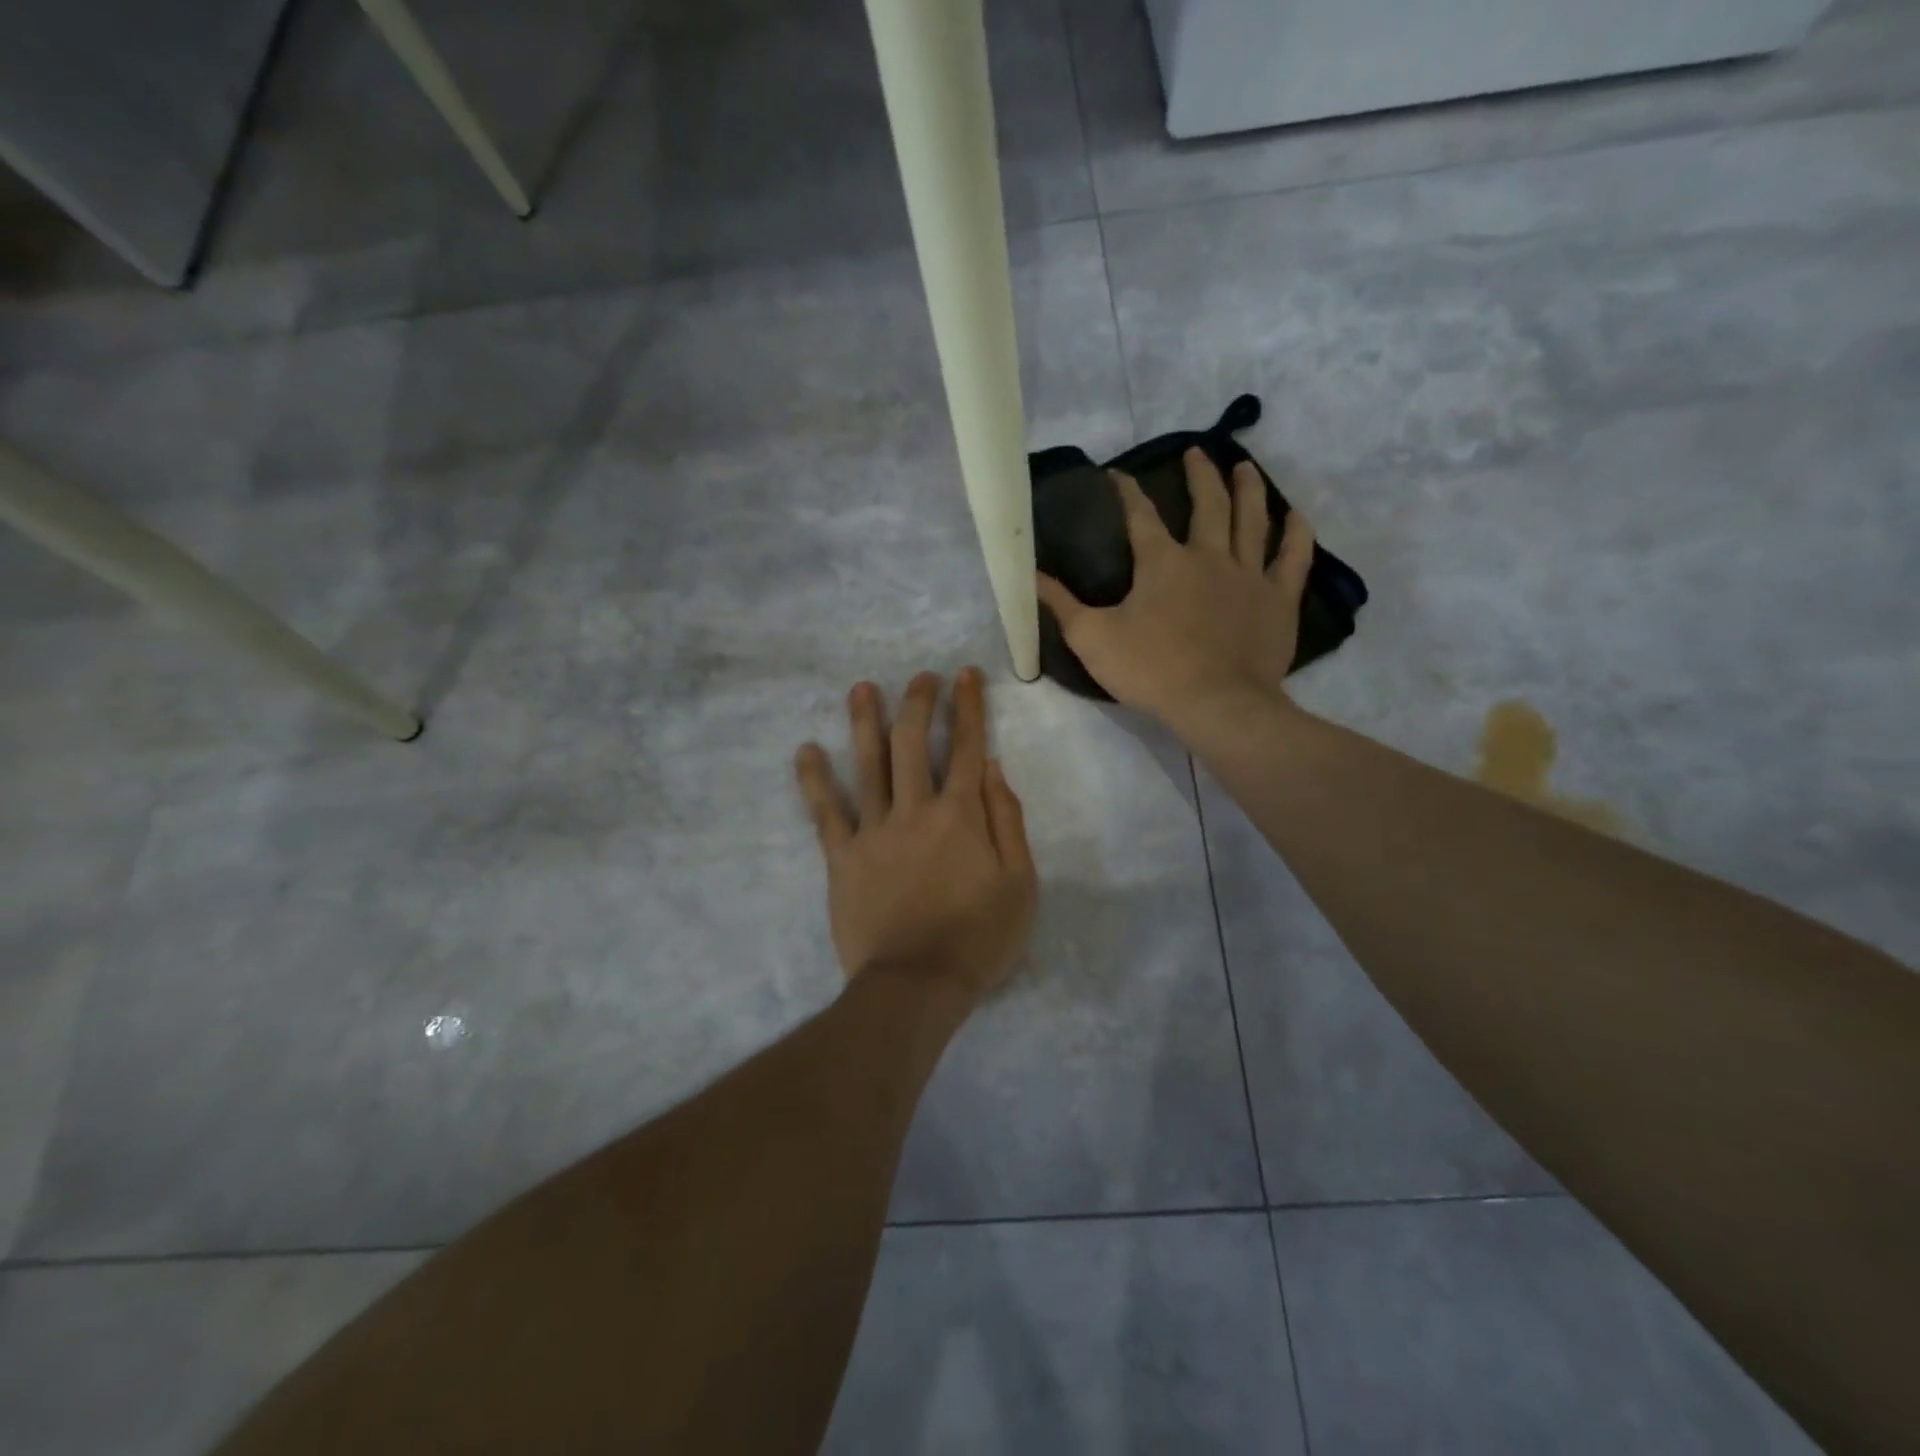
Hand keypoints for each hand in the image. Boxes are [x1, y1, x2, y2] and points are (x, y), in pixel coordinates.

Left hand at [794, 668, 1037, 1007]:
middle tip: (921, 677)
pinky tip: (806, 750)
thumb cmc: (979, 938)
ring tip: (862, 688)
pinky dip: (814, 780)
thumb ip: (1007, 820)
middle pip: (912, 742)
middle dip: (918, 702)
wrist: (917, 984)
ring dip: (865, 721)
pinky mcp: (842, 856)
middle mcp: (915, 809)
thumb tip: (993, 767)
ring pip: (868, 764)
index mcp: (961, 814)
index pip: (966, 747)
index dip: (968, 707)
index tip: (966, 676)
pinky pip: (825, 811)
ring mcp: (873, 830)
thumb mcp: (1020, 883)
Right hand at [1037, 448, 1314, 732]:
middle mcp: (1208, 556)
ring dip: (1248, 489)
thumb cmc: (1151, 670)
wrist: (1216, 704)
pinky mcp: (1278, 599)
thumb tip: (1029, 574)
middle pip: (1208, 504)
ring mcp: (1248, 575)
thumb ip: (1061, 604)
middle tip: (1196, 452)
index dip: (1127, 491)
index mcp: (1162, 563)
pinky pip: (1293, 558)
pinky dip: (1296, 534)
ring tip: (1244, 466)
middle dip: (1199, 475)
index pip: (1140, 515)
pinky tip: (1296, 516)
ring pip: (1252, 520)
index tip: (1117, 473)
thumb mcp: (1091, 639)